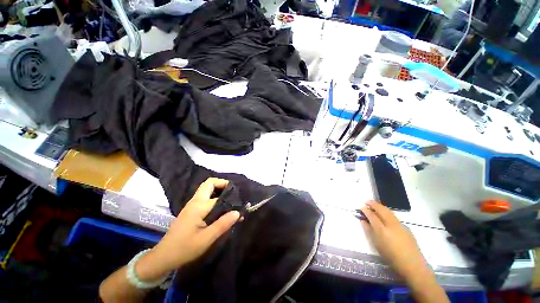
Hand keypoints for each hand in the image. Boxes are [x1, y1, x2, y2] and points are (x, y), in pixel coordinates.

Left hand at [137, 178, 239, 279]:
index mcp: (199, 206)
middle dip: (223, 184)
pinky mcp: (191, 209)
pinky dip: (214, 196)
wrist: (163, 256)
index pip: (219, 196)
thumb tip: (238, 212)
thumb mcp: (206, 239)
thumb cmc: (185, 248)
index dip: (231, 198)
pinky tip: (220, 207)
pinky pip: (204, 196)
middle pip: (209, 183)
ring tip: (229, 200)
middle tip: (234, 194)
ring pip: (206, 188)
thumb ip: (223, 224)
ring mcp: (192, 204)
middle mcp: (195, 201)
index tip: (240, 206)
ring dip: (218, 189)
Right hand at [360, 201, 449, 302]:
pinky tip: (385, 215)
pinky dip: (387, 212)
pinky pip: (394, 216)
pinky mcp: (406, 227)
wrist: (413, 265)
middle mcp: (391, 225)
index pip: (372, 216)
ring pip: (389, 211)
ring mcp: (400, 225)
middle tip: (367, 202)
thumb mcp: (377, 245)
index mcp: (382, 230)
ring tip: (375, 205)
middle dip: (373, 204)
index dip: (366, 210)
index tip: (361, 207)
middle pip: (381, 210)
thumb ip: (369, 231)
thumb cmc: (391, 257)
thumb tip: (363, 221)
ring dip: (381, 207)